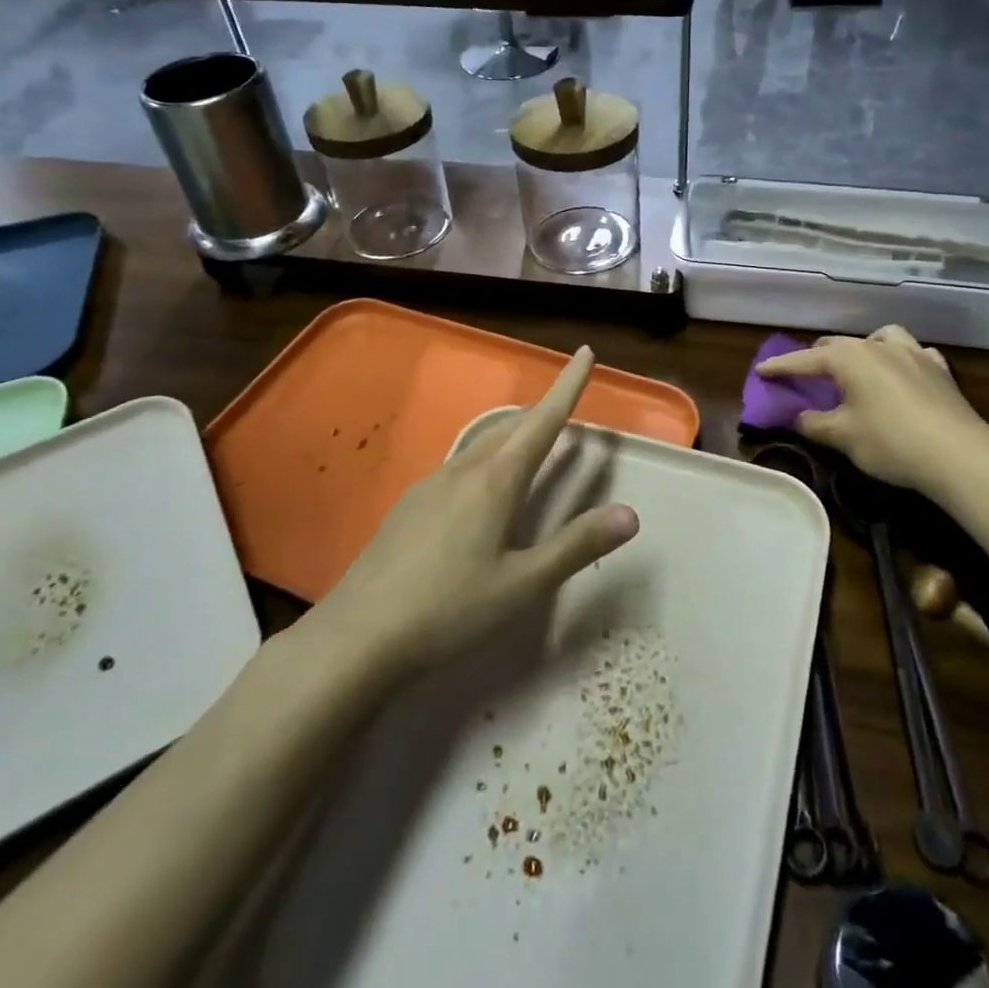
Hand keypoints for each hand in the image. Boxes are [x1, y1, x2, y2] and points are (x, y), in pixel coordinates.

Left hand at [317, 347, 638, 675]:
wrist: (358, 635)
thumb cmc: (450, 609)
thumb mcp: (523, 584)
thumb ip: (576, 546)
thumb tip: (630, 514)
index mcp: (496, 481)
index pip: (543, 421)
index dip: (567, 386)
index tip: (584, 352)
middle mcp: (463, 470)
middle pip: (511, 427)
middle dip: (542, 411)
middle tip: (567, 405)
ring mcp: (429, 484)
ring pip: (482, 445)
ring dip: (513, 434)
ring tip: (532, 442)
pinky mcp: (409, 504)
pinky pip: (459, 465)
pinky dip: (487, 459)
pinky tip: (482, 491)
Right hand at [757, 326, 988, 495]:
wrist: (958, 454)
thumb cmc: (889, 442)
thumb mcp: (841, 437)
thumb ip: (813, 423)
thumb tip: (799, 416)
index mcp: (848, 358)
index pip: (804, 360)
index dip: (780, 367)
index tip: (761, 371)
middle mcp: (877, 346)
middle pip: (838, 345)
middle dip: (817, 357)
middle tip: (805, 375)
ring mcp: (912, 353)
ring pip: (878, 338)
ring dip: (862, 349)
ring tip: (858, 366)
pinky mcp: (938, 369)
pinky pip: (912, 353)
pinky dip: (899, 359)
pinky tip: (901, 374)